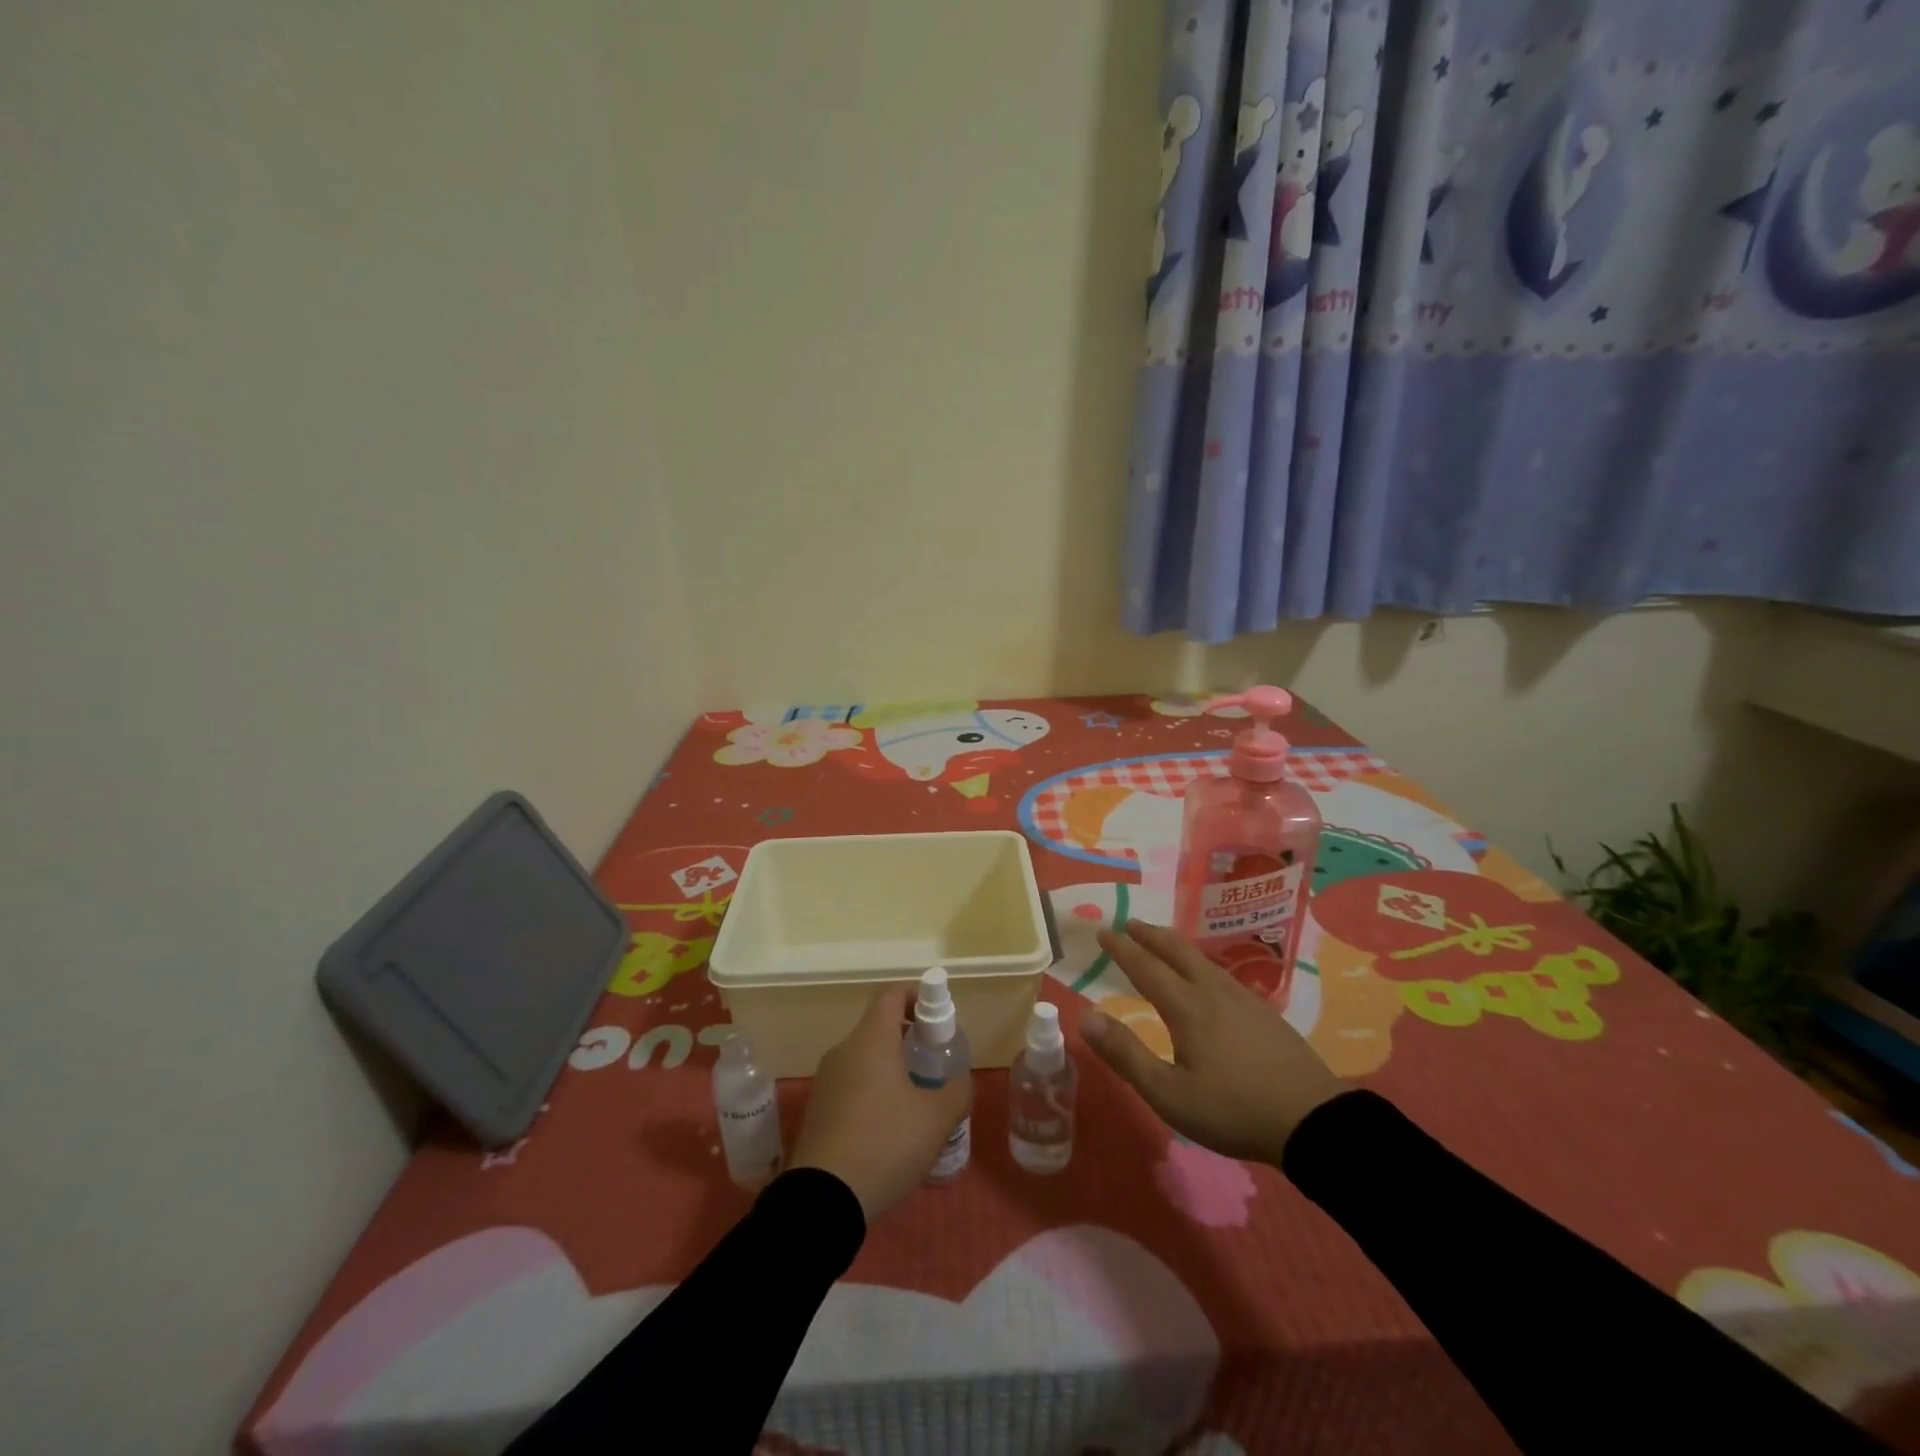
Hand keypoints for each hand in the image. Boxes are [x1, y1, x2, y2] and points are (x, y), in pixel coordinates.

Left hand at [792, 986, 971, 1222]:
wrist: (822, 1201)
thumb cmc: (885, 1144)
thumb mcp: (936, 1119)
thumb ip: (957, 1091)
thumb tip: (961, 1081)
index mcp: (871, 1040)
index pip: (891, 994)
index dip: (917, 997)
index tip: (938, 1022)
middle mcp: (844, 1051)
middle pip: (879, 1027)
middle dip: (910, 1040)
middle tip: (935, 1066)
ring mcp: (826, 1081)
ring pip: (865, 1059)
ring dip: (892, 1069)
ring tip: (918, 1103)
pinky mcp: (818, 1110)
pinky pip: (852, 1085)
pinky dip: (874, 1092)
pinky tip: (891, 1130)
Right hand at [1081, 921, 1345, 1163]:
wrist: (1313, 1120)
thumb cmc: (1233, 1110)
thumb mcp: (1169, 1094)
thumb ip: (1126, 1055)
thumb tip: (1085, 1017)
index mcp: (1187, 1007)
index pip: (1146, 967)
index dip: (1122, 948)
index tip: (1103, 931)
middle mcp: (1213, 992)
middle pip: (1177, 951)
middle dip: (1150, 935)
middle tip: (1130, 923)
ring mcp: (1244, 999)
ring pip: (1202, 960)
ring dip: (1176, 946)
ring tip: (1163, 945)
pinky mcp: (1265, 1013)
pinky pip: (1222, 974)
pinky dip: (1200, 964)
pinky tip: (1208, 978)